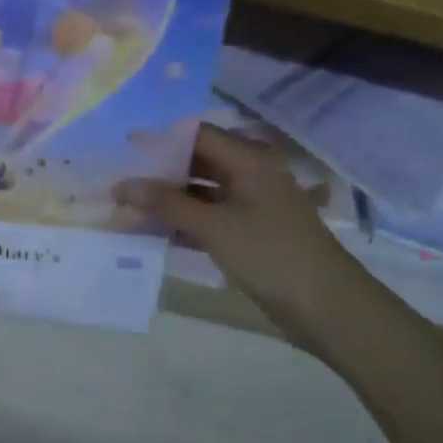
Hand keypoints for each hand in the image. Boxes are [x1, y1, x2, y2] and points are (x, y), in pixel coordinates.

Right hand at [116, 124, 338, 317]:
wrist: (326, 307)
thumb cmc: (271, 254)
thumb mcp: (215, 227)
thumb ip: (167, 204)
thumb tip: (122, 185)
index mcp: (249, 161)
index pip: (197, 136)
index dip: (159, 140)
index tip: (121, 149)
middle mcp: (249, 176)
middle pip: (195, 164)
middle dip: (157, 176)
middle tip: (116, 184)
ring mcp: (249, 206)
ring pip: (198, 195)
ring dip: (165, 203)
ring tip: (123, 211)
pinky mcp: (247, 234)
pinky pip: (206, 220)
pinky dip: (180, 224)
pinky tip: (149, 233)